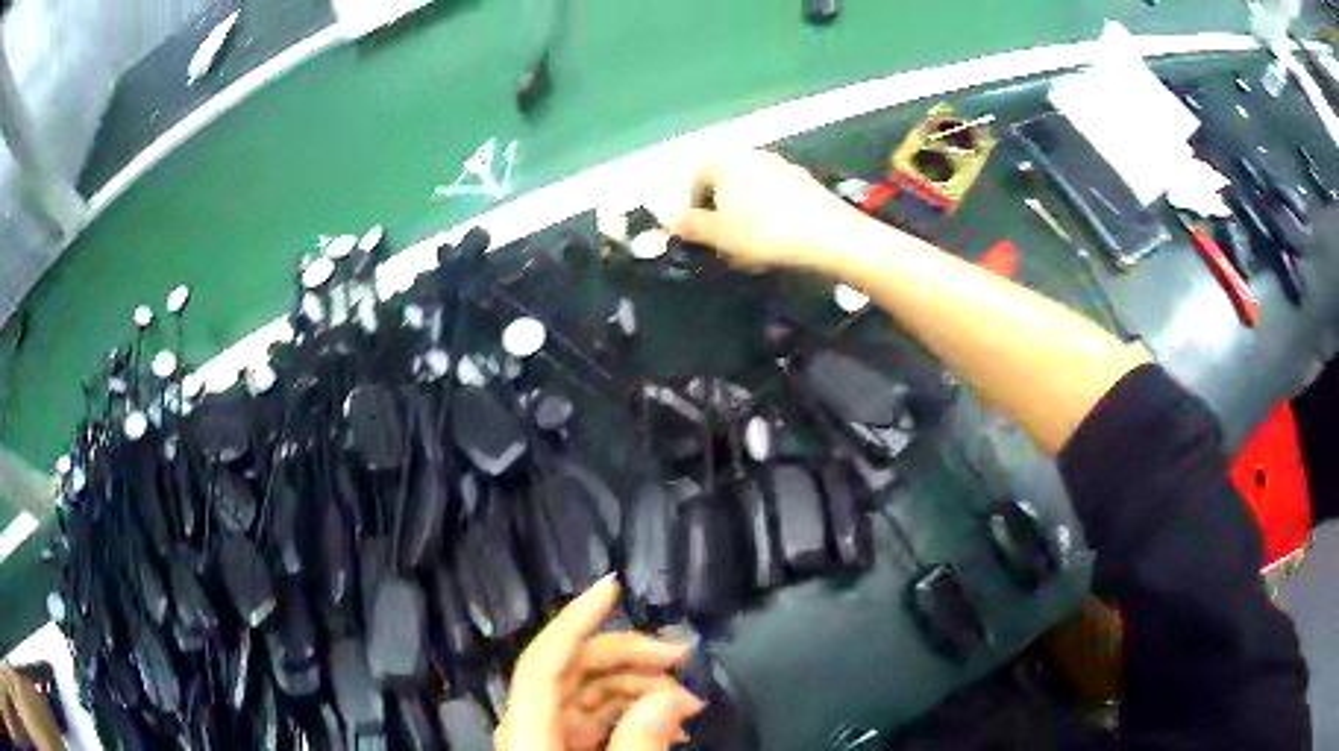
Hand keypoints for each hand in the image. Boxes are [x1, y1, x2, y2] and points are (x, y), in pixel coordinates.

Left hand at [496, 576, 705, 750]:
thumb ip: (640, 740)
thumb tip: (672, 697)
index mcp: (527, 725)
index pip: (545, 657)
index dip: (577, 618)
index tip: (613, 585)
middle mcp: (530, 722)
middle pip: (574, 669)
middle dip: (631, 656)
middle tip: (683, 657)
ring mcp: (545, 735)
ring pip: (590, 692)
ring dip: (640, 688)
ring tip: (688, 703)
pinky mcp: (561, 748)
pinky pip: (596, 718)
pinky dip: (631, 713)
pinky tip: (668, 723)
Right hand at [662, 150, 870, 270]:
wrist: (830, 236)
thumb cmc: (765, 233)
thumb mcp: (719, 236)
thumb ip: (690, 226)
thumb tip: (668, 221)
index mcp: (728, 163)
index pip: (696, 174)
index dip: (691, 202)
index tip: (697, 230)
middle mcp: (754, 157)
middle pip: (726, 180)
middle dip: (720, 208)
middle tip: (724, 240)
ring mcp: (784, 166)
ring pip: (753, 189)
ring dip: (746, 212)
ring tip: (752, 244)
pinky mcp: (808, 182)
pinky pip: (778, 195)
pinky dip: (771, 212)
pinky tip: (780, 238)